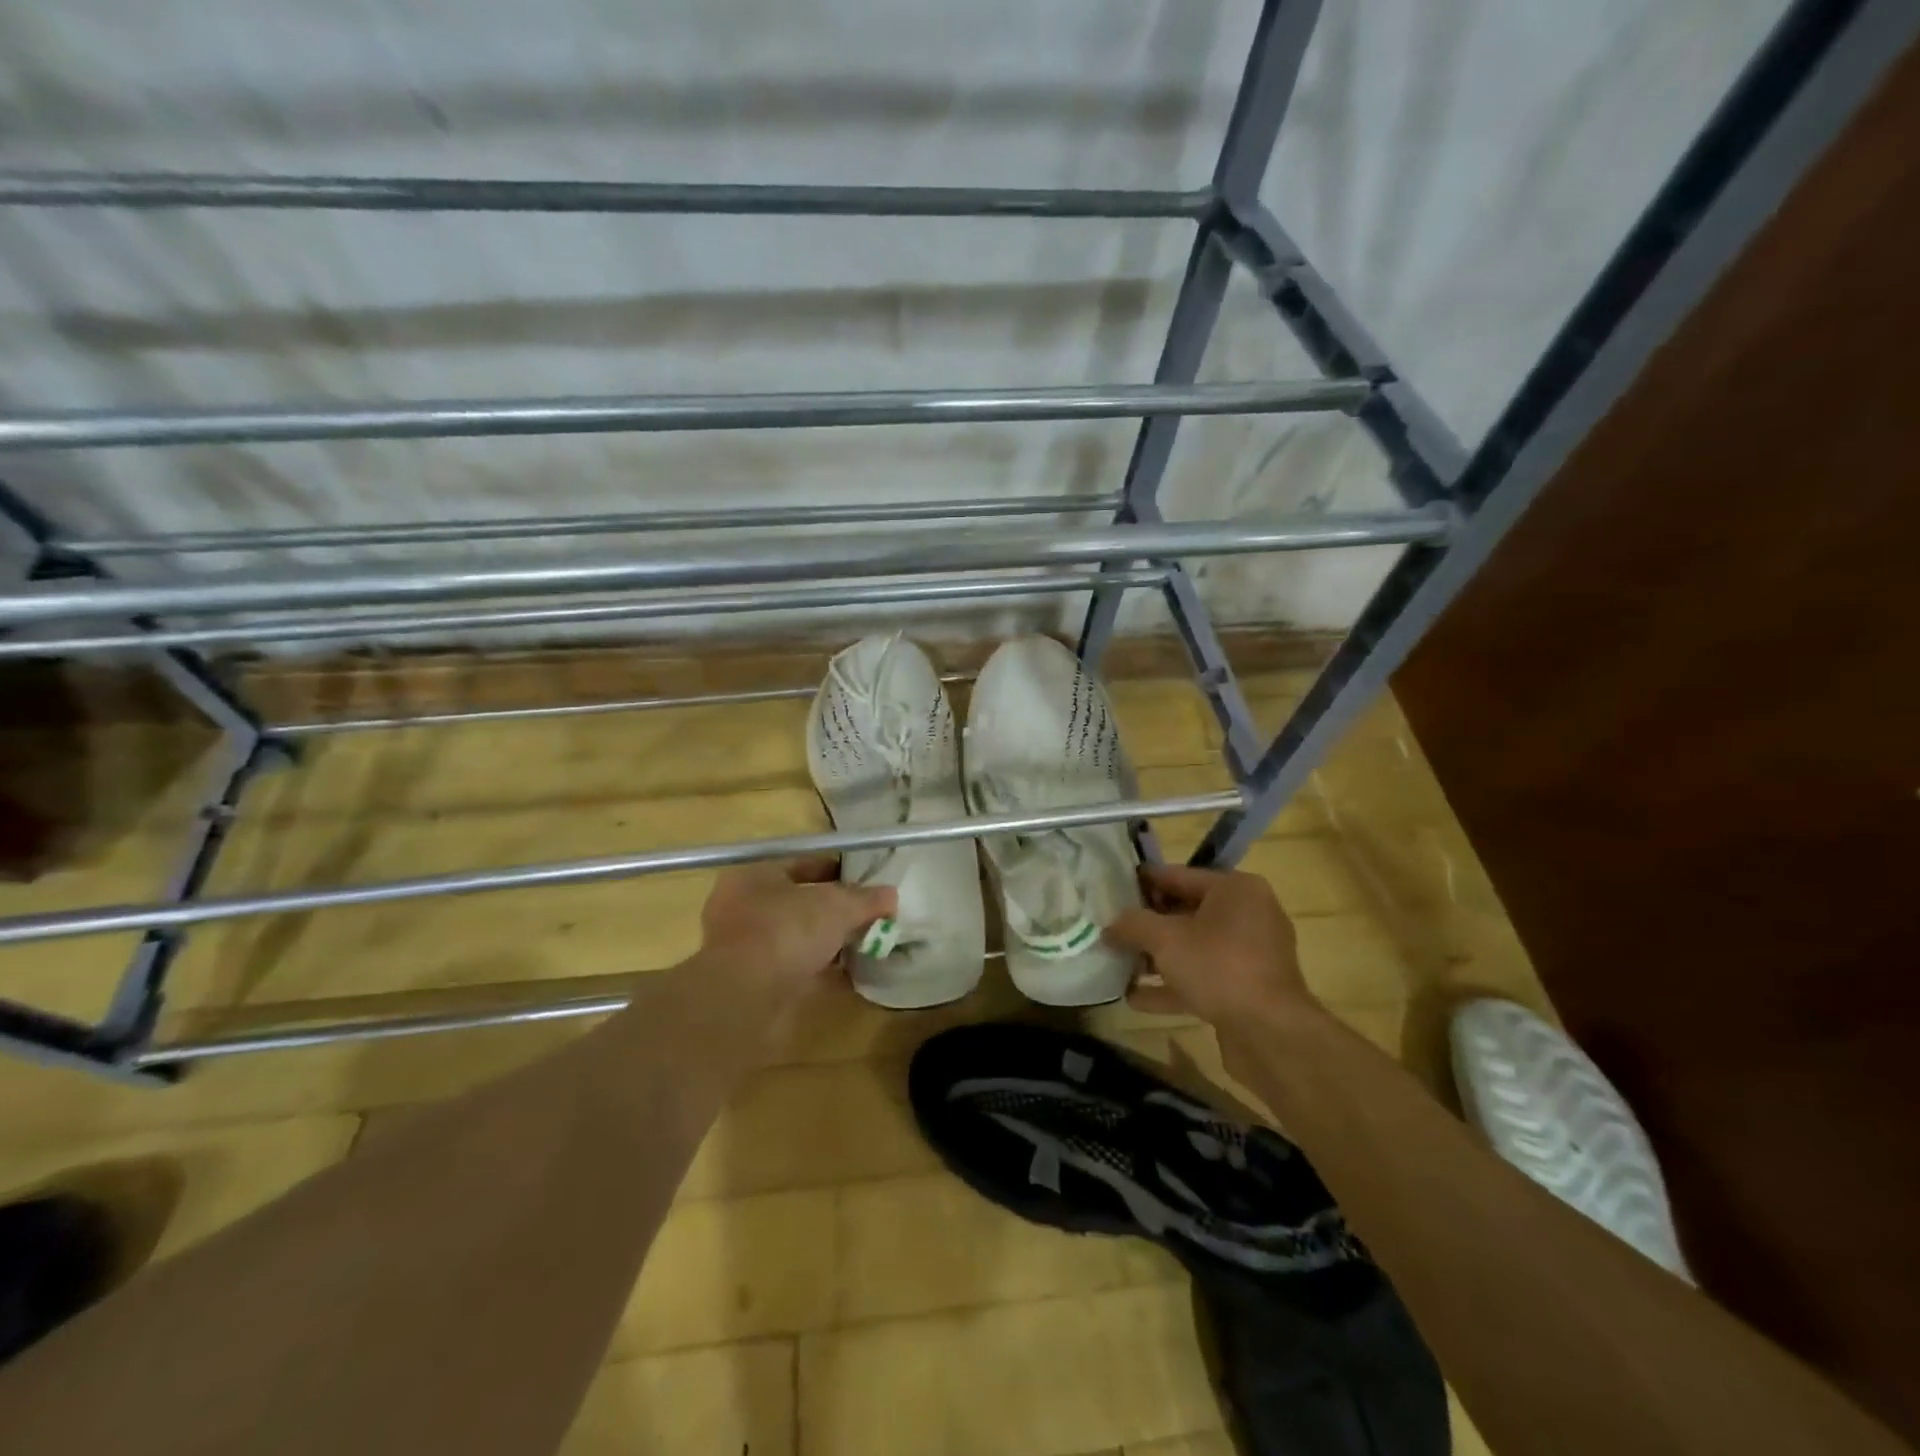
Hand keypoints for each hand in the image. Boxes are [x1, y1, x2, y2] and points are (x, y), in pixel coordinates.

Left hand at [697, 855, 895, 1001]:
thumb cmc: (786, 931)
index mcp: (753, 875)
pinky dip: (820, 970)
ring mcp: (745, 948)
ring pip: (796, 937)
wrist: (746, 999)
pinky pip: (795, 968)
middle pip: (798, 902)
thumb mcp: (836, 906)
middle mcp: (743, 907)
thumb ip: (865, 899)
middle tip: (867, 914)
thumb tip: (891, 895)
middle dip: (832, 909)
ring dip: (827, 942)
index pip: (799, 863)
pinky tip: (849, 975)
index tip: (864, 881)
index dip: (835, 869)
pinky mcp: (752, 984)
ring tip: (863, 944)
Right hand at [1105, 864, 1320, 1033]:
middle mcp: (1248, 915)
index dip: (1142, 883)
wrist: (1271, 1034)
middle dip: (1148, 925)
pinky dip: (1173, 985)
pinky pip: (1203, 977)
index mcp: (1235, 890)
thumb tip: (1109, 925)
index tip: (1112, 889)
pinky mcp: (1247, 989)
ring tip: (1118, 964)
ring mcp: (1250, 955)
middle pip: (1186, 912)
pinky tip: (1136, 998)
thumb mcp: (1165, 939)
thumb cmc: (1218, 967)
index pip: (1178, 875)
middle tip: (1112, 929)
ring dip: (1156, 958)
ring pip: (1193, 948)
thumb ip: (1133, 925)